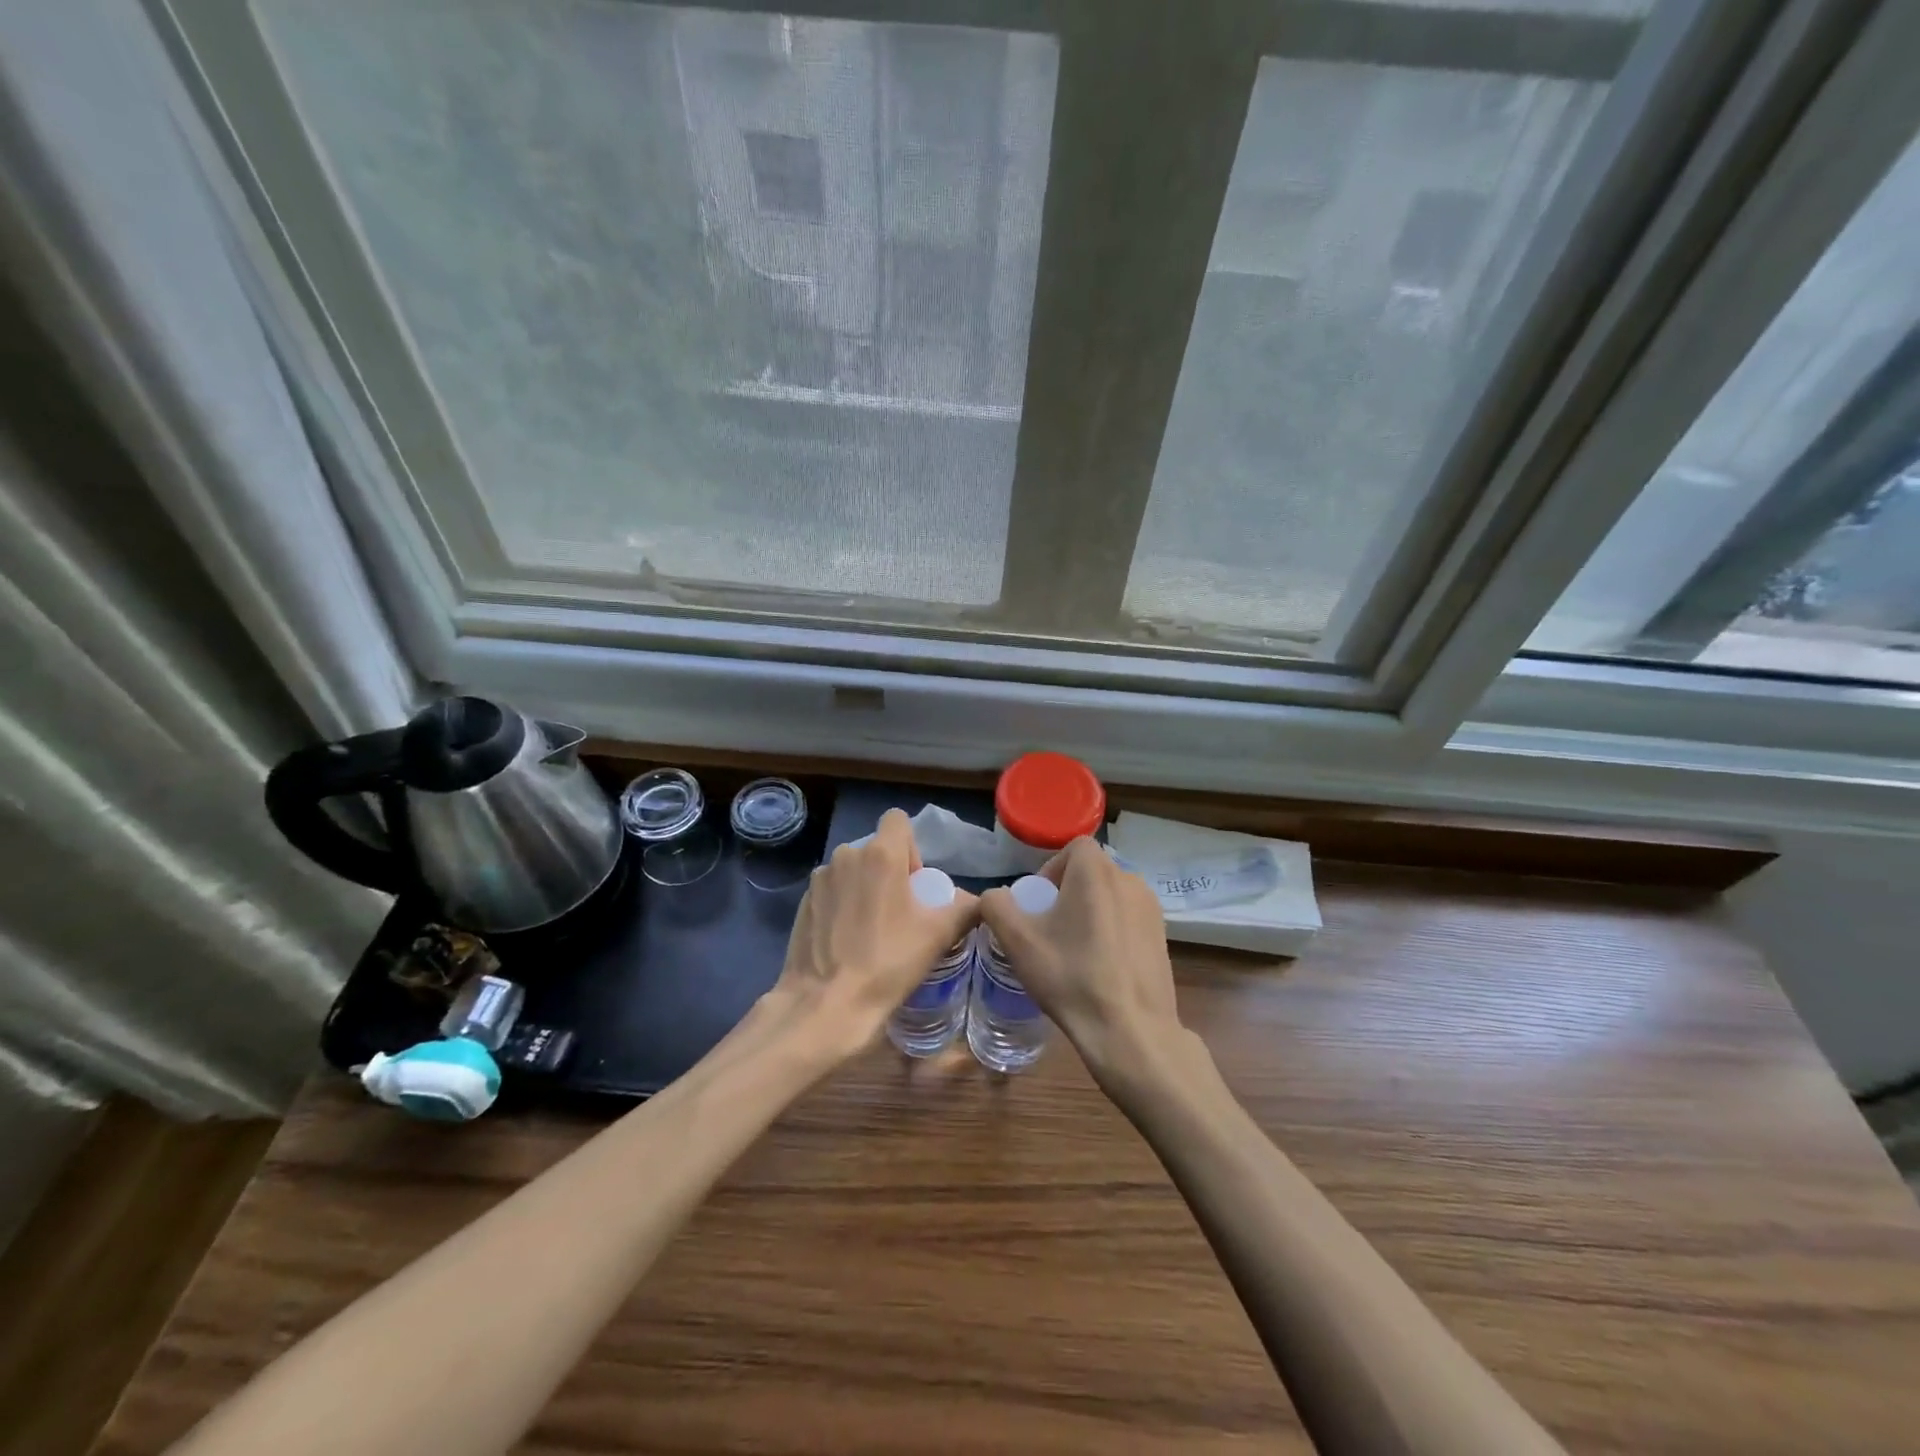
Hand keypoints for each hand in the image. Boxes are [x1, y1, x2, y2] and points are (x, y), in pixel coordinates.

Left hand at [769, 808, 977, 1057]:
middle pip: (875, 849)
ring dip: (863, 888)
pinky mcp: (802, 902)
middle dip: (888, 872)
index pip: (898, 820)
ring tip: (870, 929)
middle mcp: (846, 856)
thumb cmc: (887, 962)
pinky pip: (830, 891)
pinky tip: (845, 940)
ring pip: (851, 870)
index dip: (911, 847)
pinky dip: (840, 905)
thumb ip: (965, 909)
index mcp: (881, 854)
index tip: (914, 883)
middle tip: (898, 913)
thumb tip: (980, 902)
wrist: (826, 1003)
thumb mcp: (938, 936)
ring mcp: (820, 879)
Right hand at [977, 838, 1183, 1082]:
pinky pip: (1128, 920)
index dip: (1052, 870)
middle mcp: (1130, 879)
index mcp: (1097, 871)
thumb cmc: (1071, 976)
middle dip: (1068, 894)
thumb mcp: (1017, 941)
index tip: (1040, 906)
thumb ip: (996, 906)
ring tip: (1075, 951)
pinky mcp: (1163, 936)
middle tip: (1052, 931)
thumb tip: (995, 897)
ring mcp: (1152, 908)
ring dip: (1091, 913)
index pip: (1073, 848)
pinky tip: (1102, 967)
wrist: (1130, 1030)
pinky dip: (1112, 932)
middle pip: (1091, 873)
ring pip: (1111, 897)